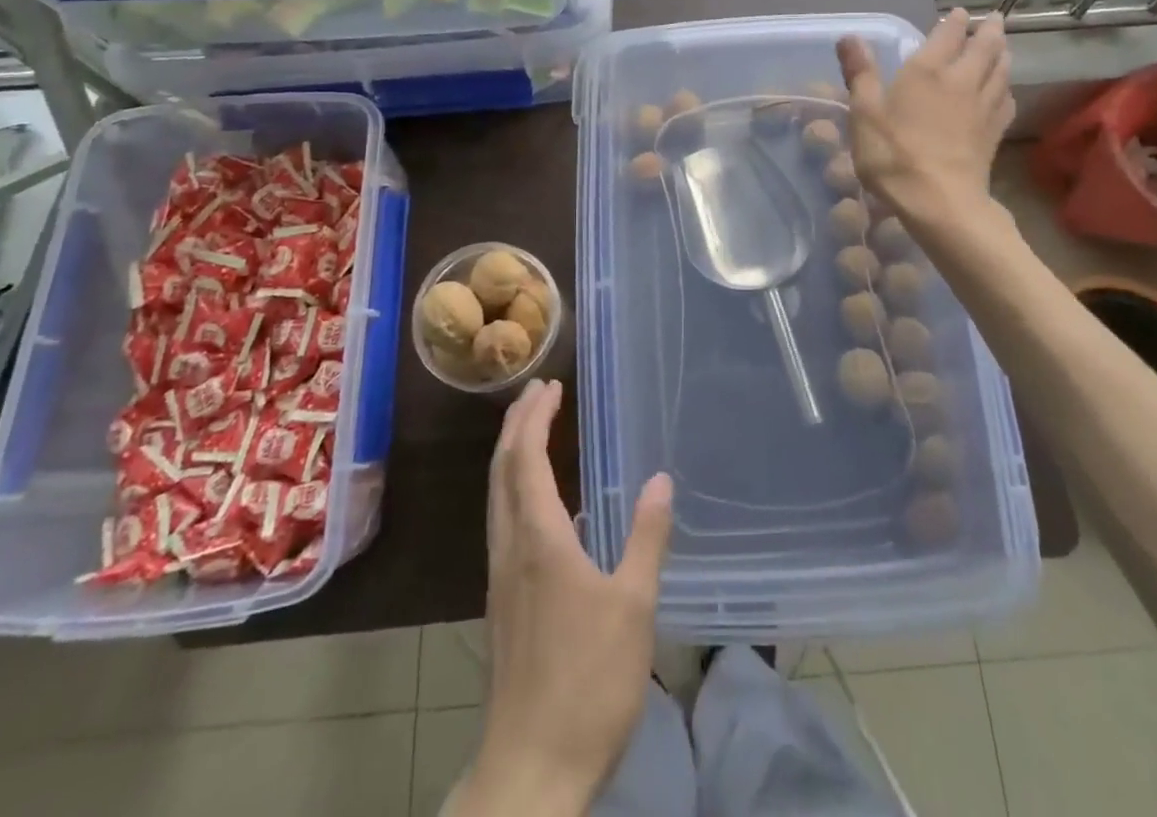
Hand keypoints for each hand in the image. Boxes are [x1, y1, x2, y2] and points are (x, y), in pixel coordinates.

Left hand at [458, 380, 673, 816]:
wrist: (529, 770)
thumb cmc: (588, 682)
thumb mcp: (633, 607)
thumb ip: (646, 537)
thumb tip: (660, 479)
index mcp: (538, 540)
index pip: (525, 460)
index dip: (534, 418)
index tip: (550, 386)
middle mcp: (510, 549)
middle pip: (501, 471)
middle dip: (516, 425)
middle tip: (537, 392)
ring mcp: (501, 579)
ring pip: (496, 498)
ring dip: (511, 455)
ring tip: (532, 431)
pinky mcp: (502, 604)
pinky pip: (502, 523)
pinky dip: (513, 488)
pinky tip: (536, 504)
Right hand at [836, 7, 1013, 220]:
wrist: (939, 200)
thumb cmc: (894, 154)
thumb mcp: (864, 113)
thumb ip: (860, 73)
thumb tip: (850, 37)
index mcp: (927, 71)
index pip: (947, 35)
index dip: (953, 21)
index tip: (958, 12)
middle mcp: (961, 81)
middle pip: (984, 48)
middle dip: (988, 30)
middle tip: (993, 19)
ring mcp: (983, 107)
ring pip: (1001, 71)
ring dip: (1002, 54)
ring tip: (1002, 47)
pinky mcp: (993, 133)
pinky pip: (1006, 102)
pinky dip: (1005, 90)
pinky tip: (1003, 93)